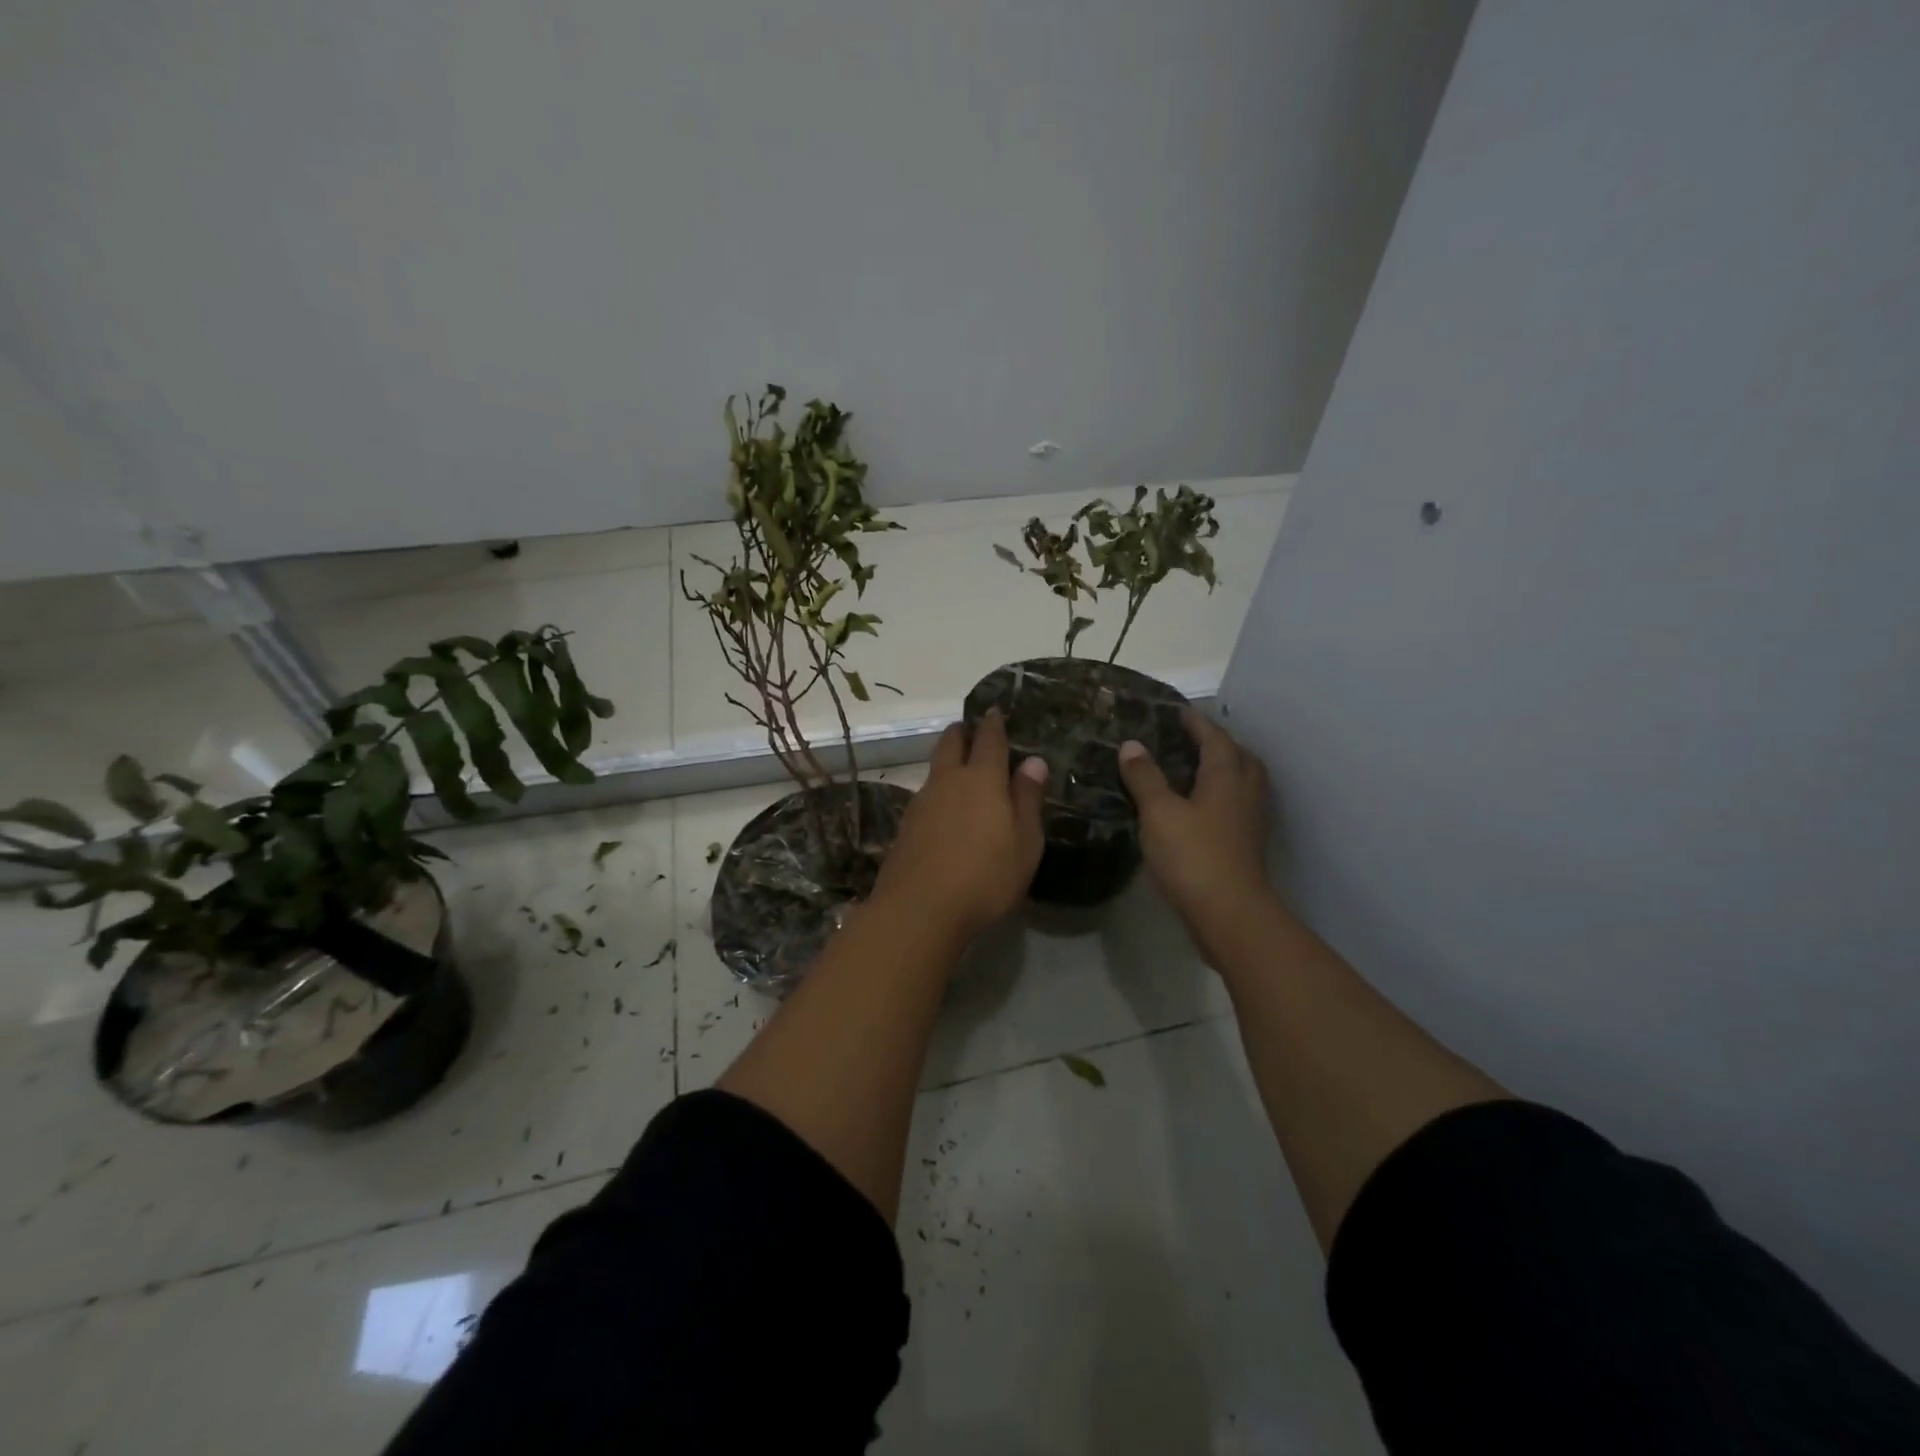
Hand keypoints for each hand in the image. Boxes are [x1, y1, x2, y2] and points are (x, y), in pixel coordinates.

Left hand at [871, 710, 1047, 943]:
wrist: (920, 909)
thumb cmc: (985, 876)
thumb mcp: (1024, 842)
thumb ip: (1028, 799)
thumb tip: (1033, 761)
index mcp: (982, 779)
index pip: (988, 740)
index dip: (993, 723)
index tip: (994, 710)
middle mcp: (948, 782)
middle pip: (950, 744)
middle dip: (961, 733)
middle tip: (968, 729)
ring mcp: (921, 803)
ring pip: (934, 770)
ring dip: (946, 762)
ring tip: (958, 767)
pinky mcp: (905, 827)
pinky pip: (925, 796)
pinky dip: (936, 791)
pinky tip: (943, 809)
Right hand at [1118, 709, 1274, 960]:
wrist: (1229, 913)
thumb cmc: (1193, 855)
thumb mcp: (1159, 812)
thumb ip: (1145, 777)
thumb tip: (1132, 745)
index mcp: (1226, 776)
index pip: (1214, 737)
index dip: (1195, 723)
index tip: (1176, 711)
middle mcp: (1245, 791)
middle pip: (1238, 757)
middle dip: (1216, 744)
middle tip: (1188, 740)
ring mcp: (1250, 820)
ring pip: (1241, 782)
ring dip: (1222, 770)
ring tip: (1192, 770)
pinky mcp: (1246, 844)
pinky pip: (1235, 806)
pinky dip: (1220, 797)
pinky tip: (1198, 809)